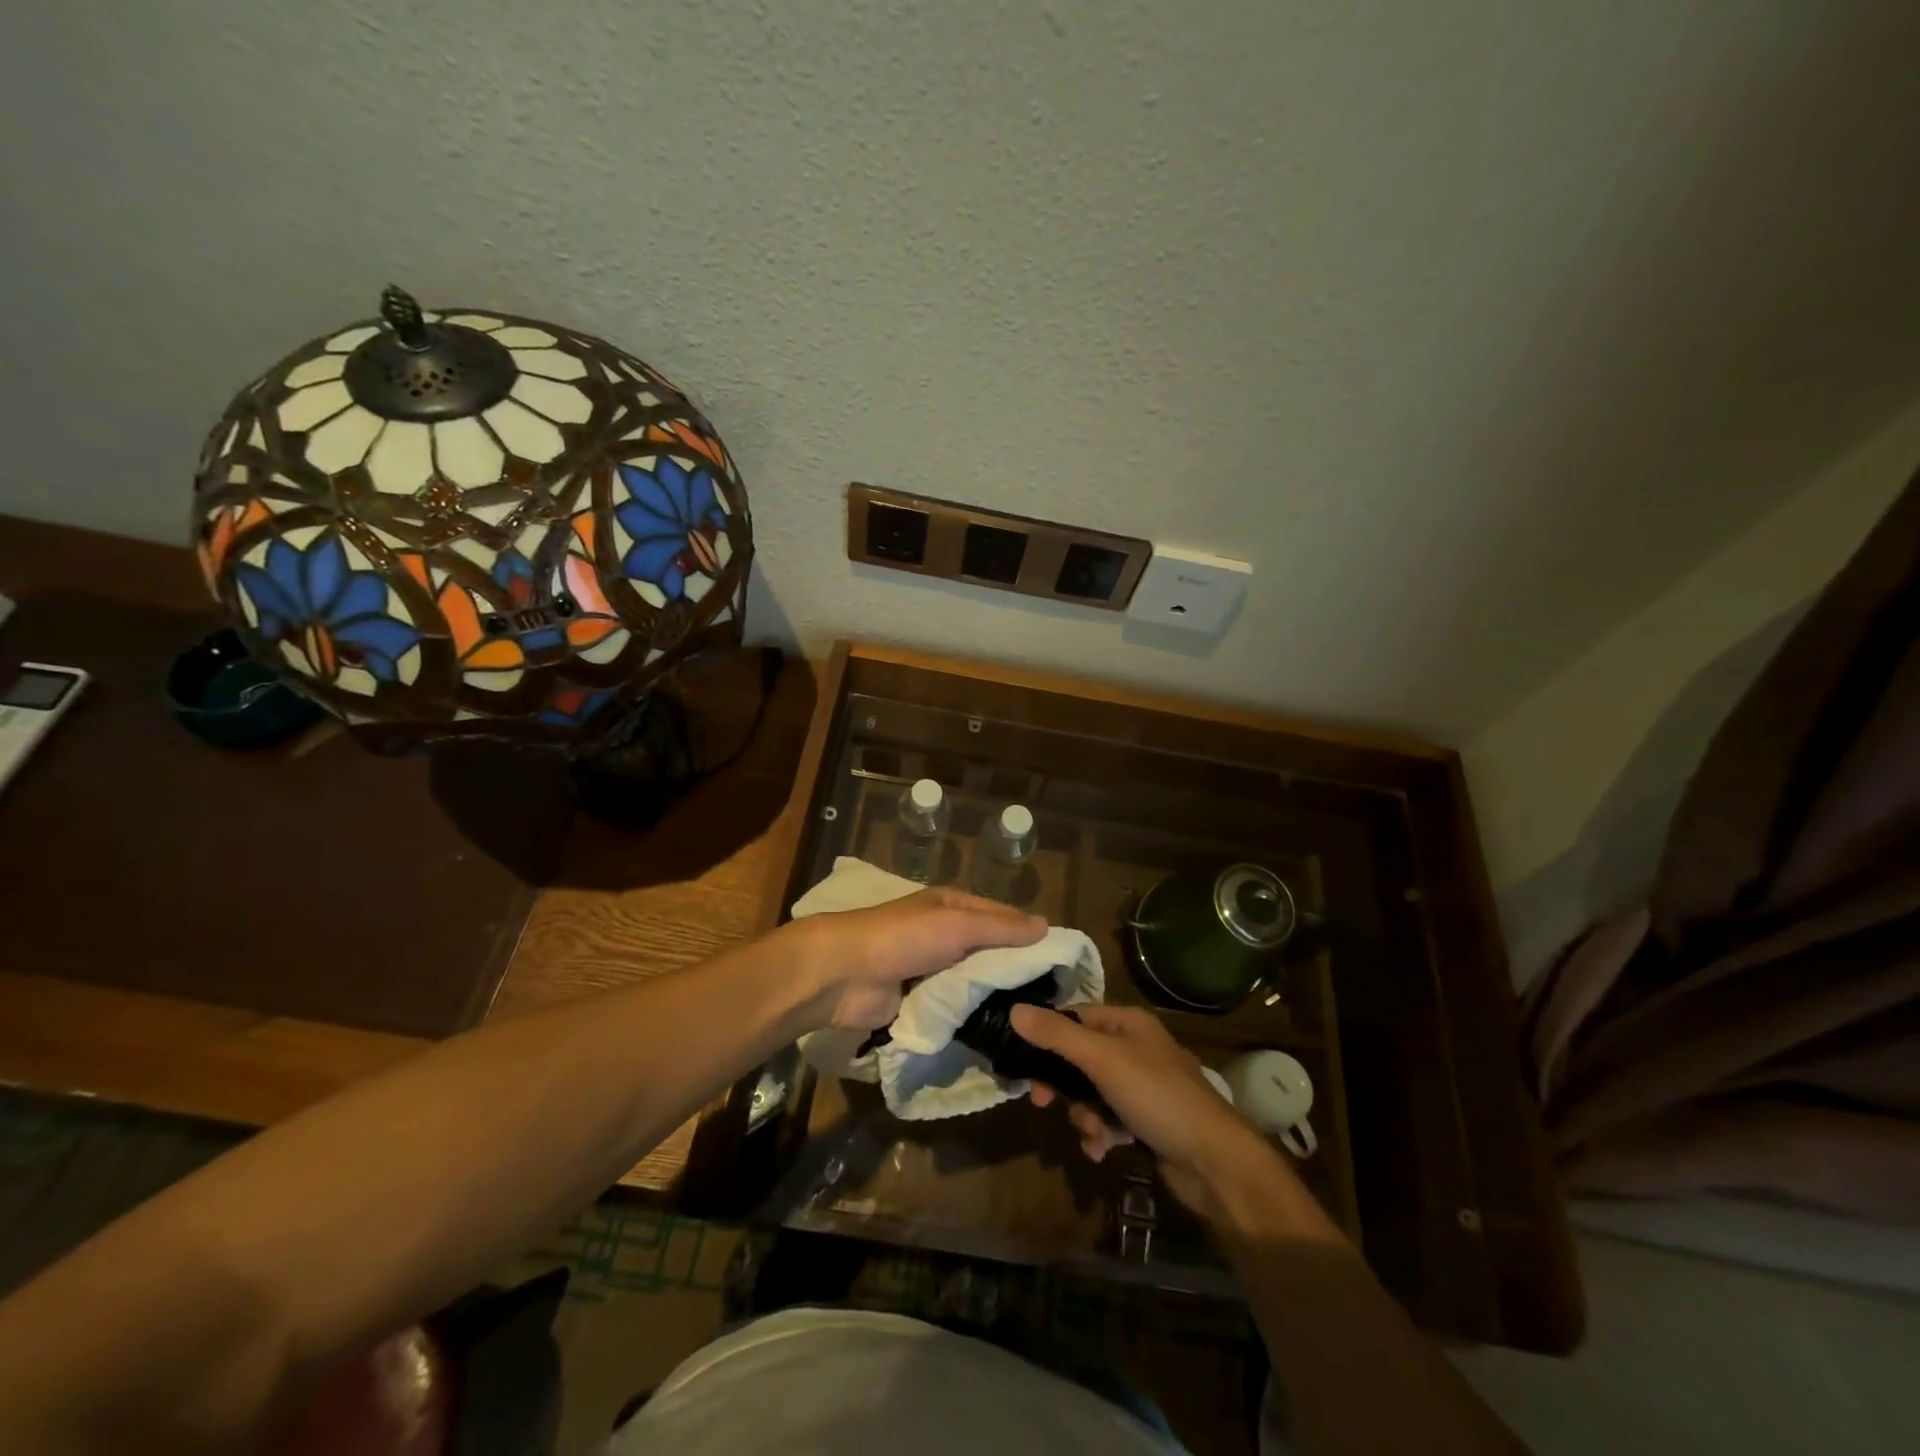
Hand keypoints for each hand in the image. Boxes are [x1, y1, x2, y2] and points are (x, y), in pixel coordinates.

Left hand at [790, 889, 1046, 1030]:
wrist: (844, 973)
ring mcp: (932, 969)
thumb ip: (1001, 927)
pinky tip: (1000, 1033)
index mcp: (953, 907)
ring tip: (1034, 1022)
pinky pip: (955, 1008)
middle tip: (1055, 1001)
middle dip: (1016, 971)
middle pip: (990, 952)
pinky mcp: (921, 1001)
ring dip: (996, 997)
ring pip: (975, 982)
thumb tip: (1046, 926)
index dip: (1030, 935)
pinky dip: (973, 1017)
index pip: (1003, 917)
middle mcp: (945, 934)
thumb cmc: (904, 937)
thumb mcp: (957, 924)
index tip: (1063, 962)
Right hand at [1012, 1003, 1290, 1219]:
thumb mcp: (1103, 1060)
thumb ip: (1057, 1036)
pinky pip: (1107, 1120)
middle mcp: (1133, 1048)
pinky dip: (1100, 1134)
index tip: (1022, 1061)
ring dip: (1083, 1115)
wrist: (1214, 1162)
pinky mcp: (1145, 1121)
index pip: (1074, 1017)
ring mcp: (1140, 1086)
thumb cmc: (1157, 1096)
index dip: (1047, 1035)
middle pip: (1078, 1058)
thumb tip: (1013, 1010)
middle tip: (1044, 1103)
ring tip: (1094, 1134)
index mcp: (1127, 1023)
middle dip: (1063, 1085)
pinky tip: (1103, 1151)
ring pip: (1090, 1093)